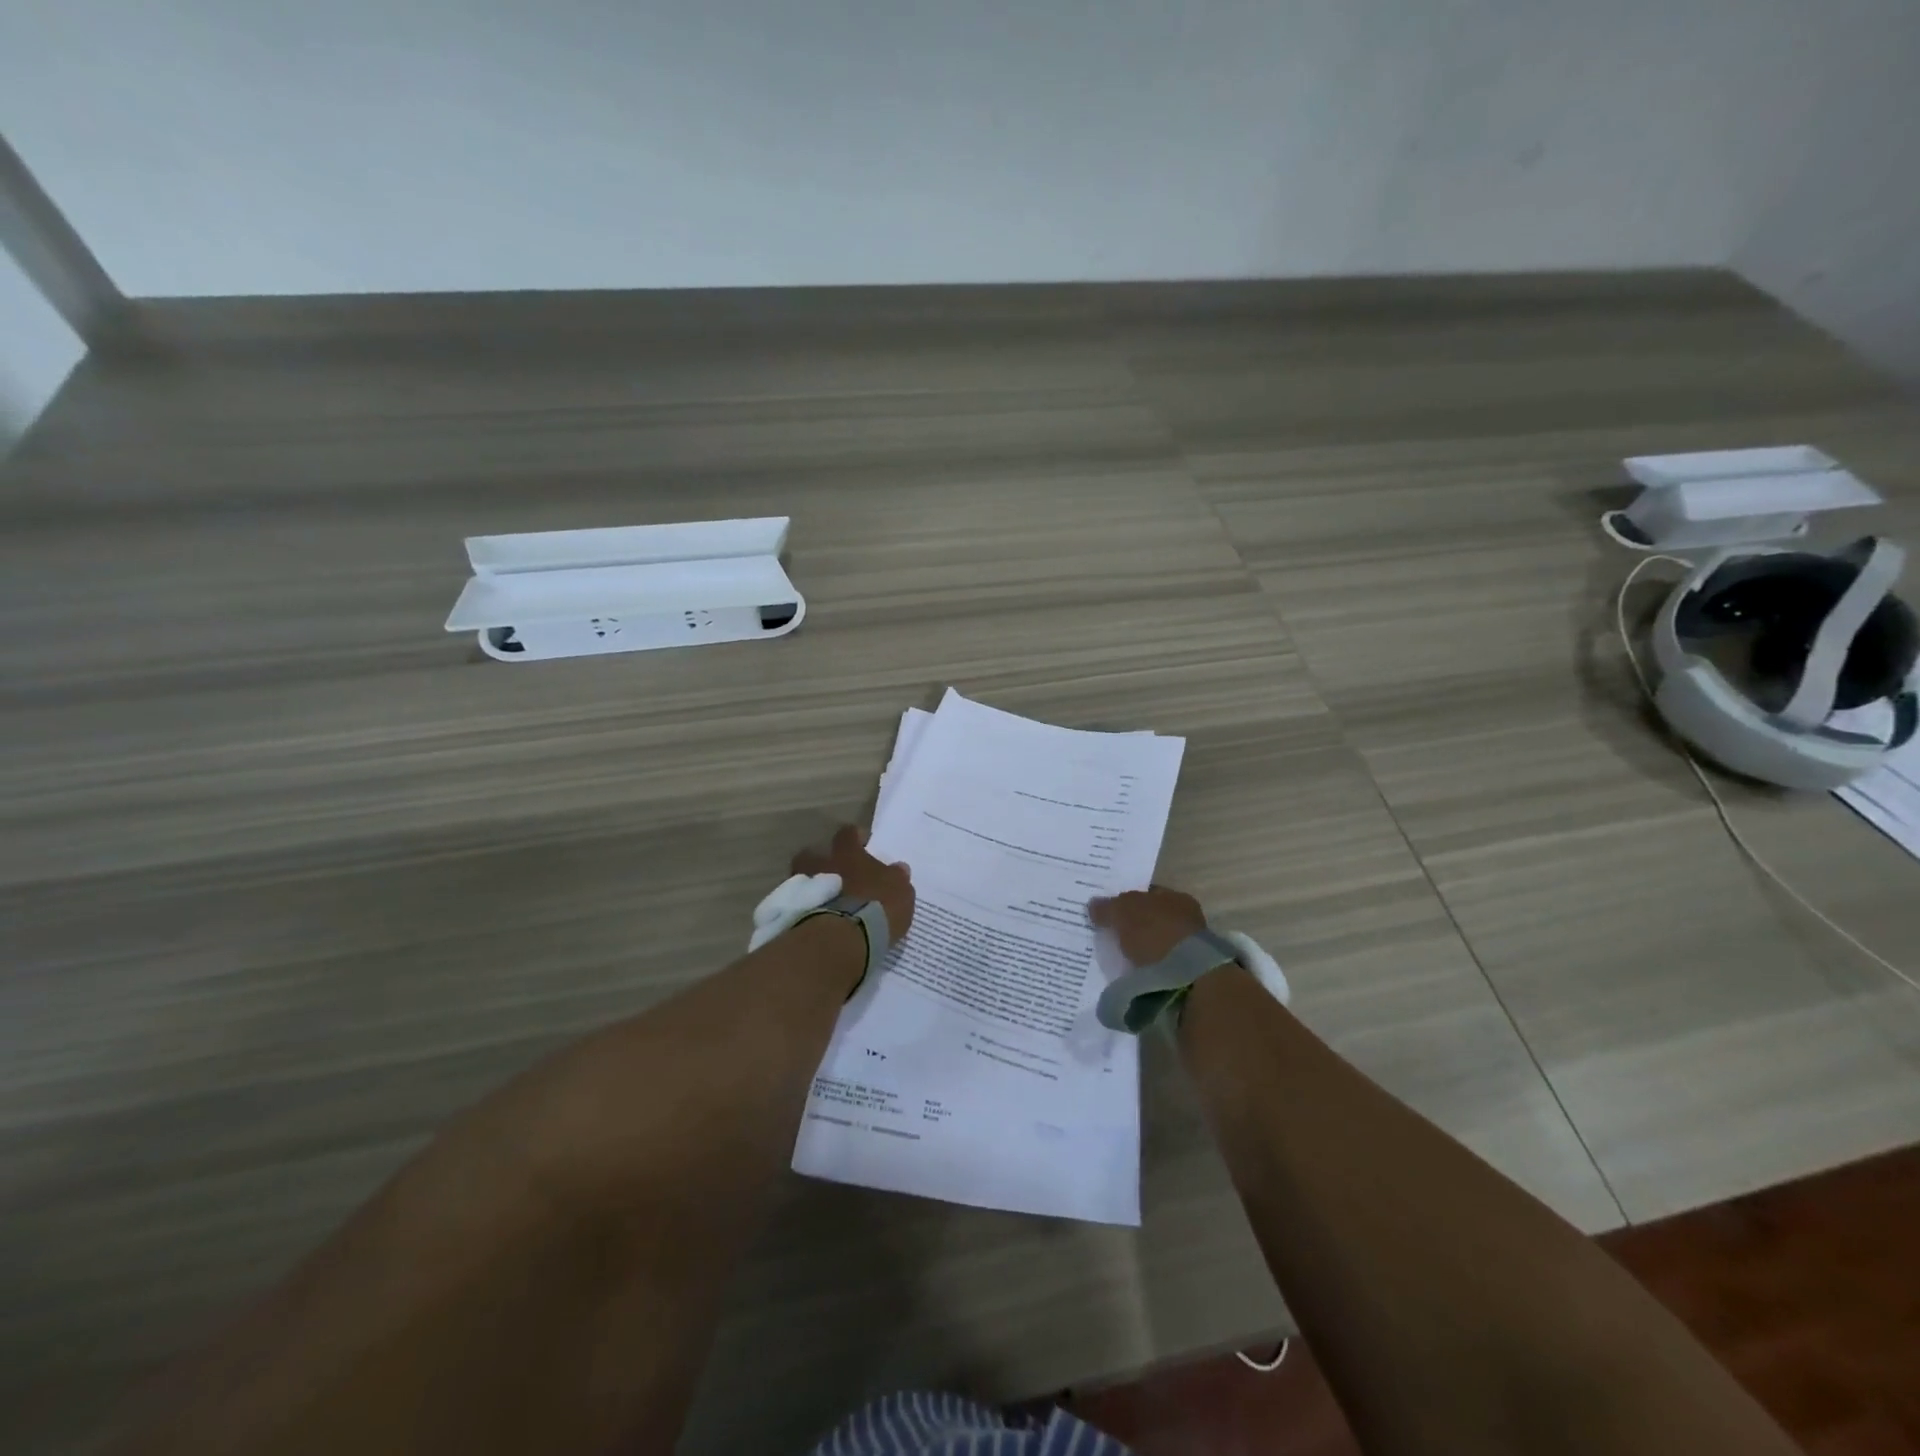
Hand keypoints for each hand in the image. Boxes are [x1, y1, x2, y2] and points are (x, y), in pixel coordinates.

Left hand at [791, 825, 915, 941]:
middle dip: (823, 861)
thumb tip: (899, 868)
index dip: (855, 837)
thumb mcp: (900, 891)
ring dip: (812, 886)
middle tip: (836, 874)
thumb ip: (897, 877)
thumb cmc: (876, 907)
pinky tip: (816, 920)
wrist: (841, 937)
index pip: (849, 834)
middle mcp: (822, 863)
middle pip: (814, 853)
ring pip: (801, 879)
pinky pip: (798, 905)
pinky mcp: (793, 912)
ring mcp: (804, 887)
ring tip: (824, 901)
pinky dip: (805, 909)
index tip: (863, 843)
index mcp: (848, 853)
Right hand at [1088, 885, 1206, 966]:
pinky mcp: (1187, 974)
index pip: (1147, 894)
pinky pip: (1160, 965)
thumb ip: (1107, 906)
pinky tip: (1133, 971)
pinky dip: (1147, 967)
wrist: (1186, 976)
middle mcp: (1186, 918)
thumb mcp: (1123, 912)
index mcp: (1176, 897)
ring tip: (1119, 956)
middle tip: (1110, 934)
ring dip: (1141, 949)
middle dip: (1133, 926)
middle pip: (1152, 919)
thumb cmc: (1155, 932)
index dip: (1126, 901)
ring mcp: (1189, 948)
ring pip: (1157, 943)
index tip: (1108, 911)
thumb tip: (1093, 904)